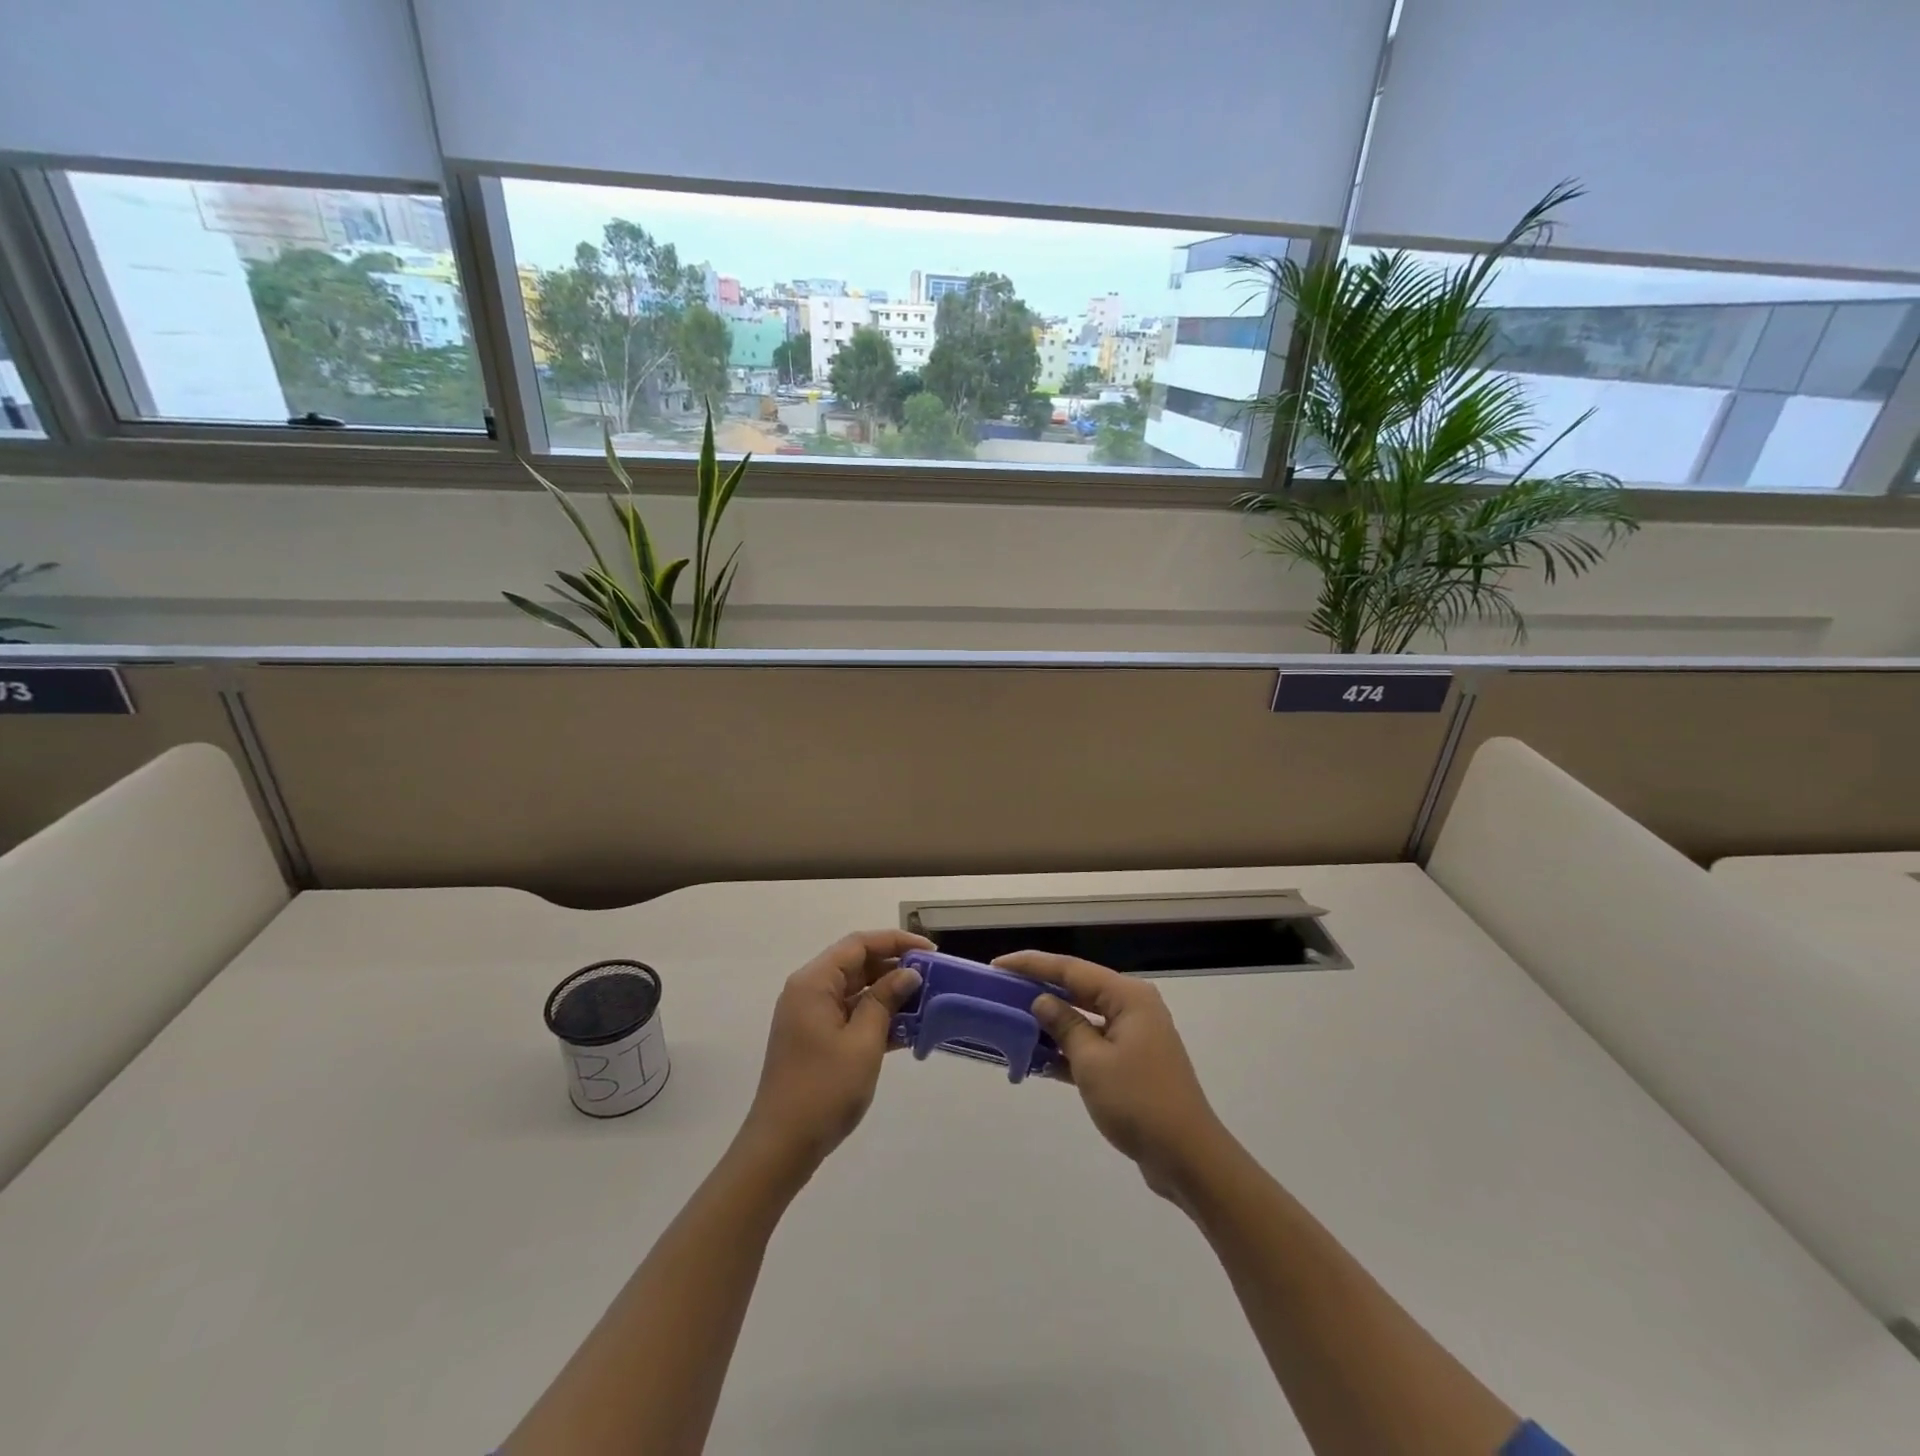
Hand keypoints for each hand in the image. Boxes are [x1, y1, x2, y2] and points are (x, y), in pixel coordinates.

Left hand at [740, 929, 930, 1173]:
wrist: (782, 1147)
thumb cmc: (824, 1089)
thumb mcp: (863, 1042)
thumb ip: (886, 1001)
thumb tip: (908, 973)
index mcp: (814, 982)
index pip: (859, 944)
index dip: (896, 942)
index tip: (930, 953)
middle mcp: (809, 991)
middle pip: (856, 964)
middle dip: (895, 968)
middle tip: (932, 978)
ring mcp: (810, 1016)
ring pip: (855, 990)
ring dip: (888, 995)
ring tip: (926, 1003)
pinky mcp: (815, 1039)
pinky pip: (850, 1015)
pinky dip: (876, 1017)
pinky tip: (907, 1030)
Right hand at [996, 950, 1227, 1199]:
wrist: (1187, 1157)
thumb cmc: (1138, 1101)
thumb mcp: (1092, 1062)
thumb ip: (1064, 1026)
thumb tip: (1041, 1001)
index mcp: (1127, 997)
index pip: (1071, 969)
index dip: (1032, 965)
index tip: (998, 965)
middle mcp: (1133, 1008)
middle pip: (1078, 989)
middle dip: (1040, 990)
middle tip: (1001, 991)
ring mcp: (1134, 1036)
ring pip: (1084, 1019)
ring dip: (1052, 1023)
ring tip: (1011, 1022)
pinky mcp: (1132, 1063)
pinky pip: (1092, 1045)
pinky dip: (1067, 1050)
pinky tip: (1037, 1060)